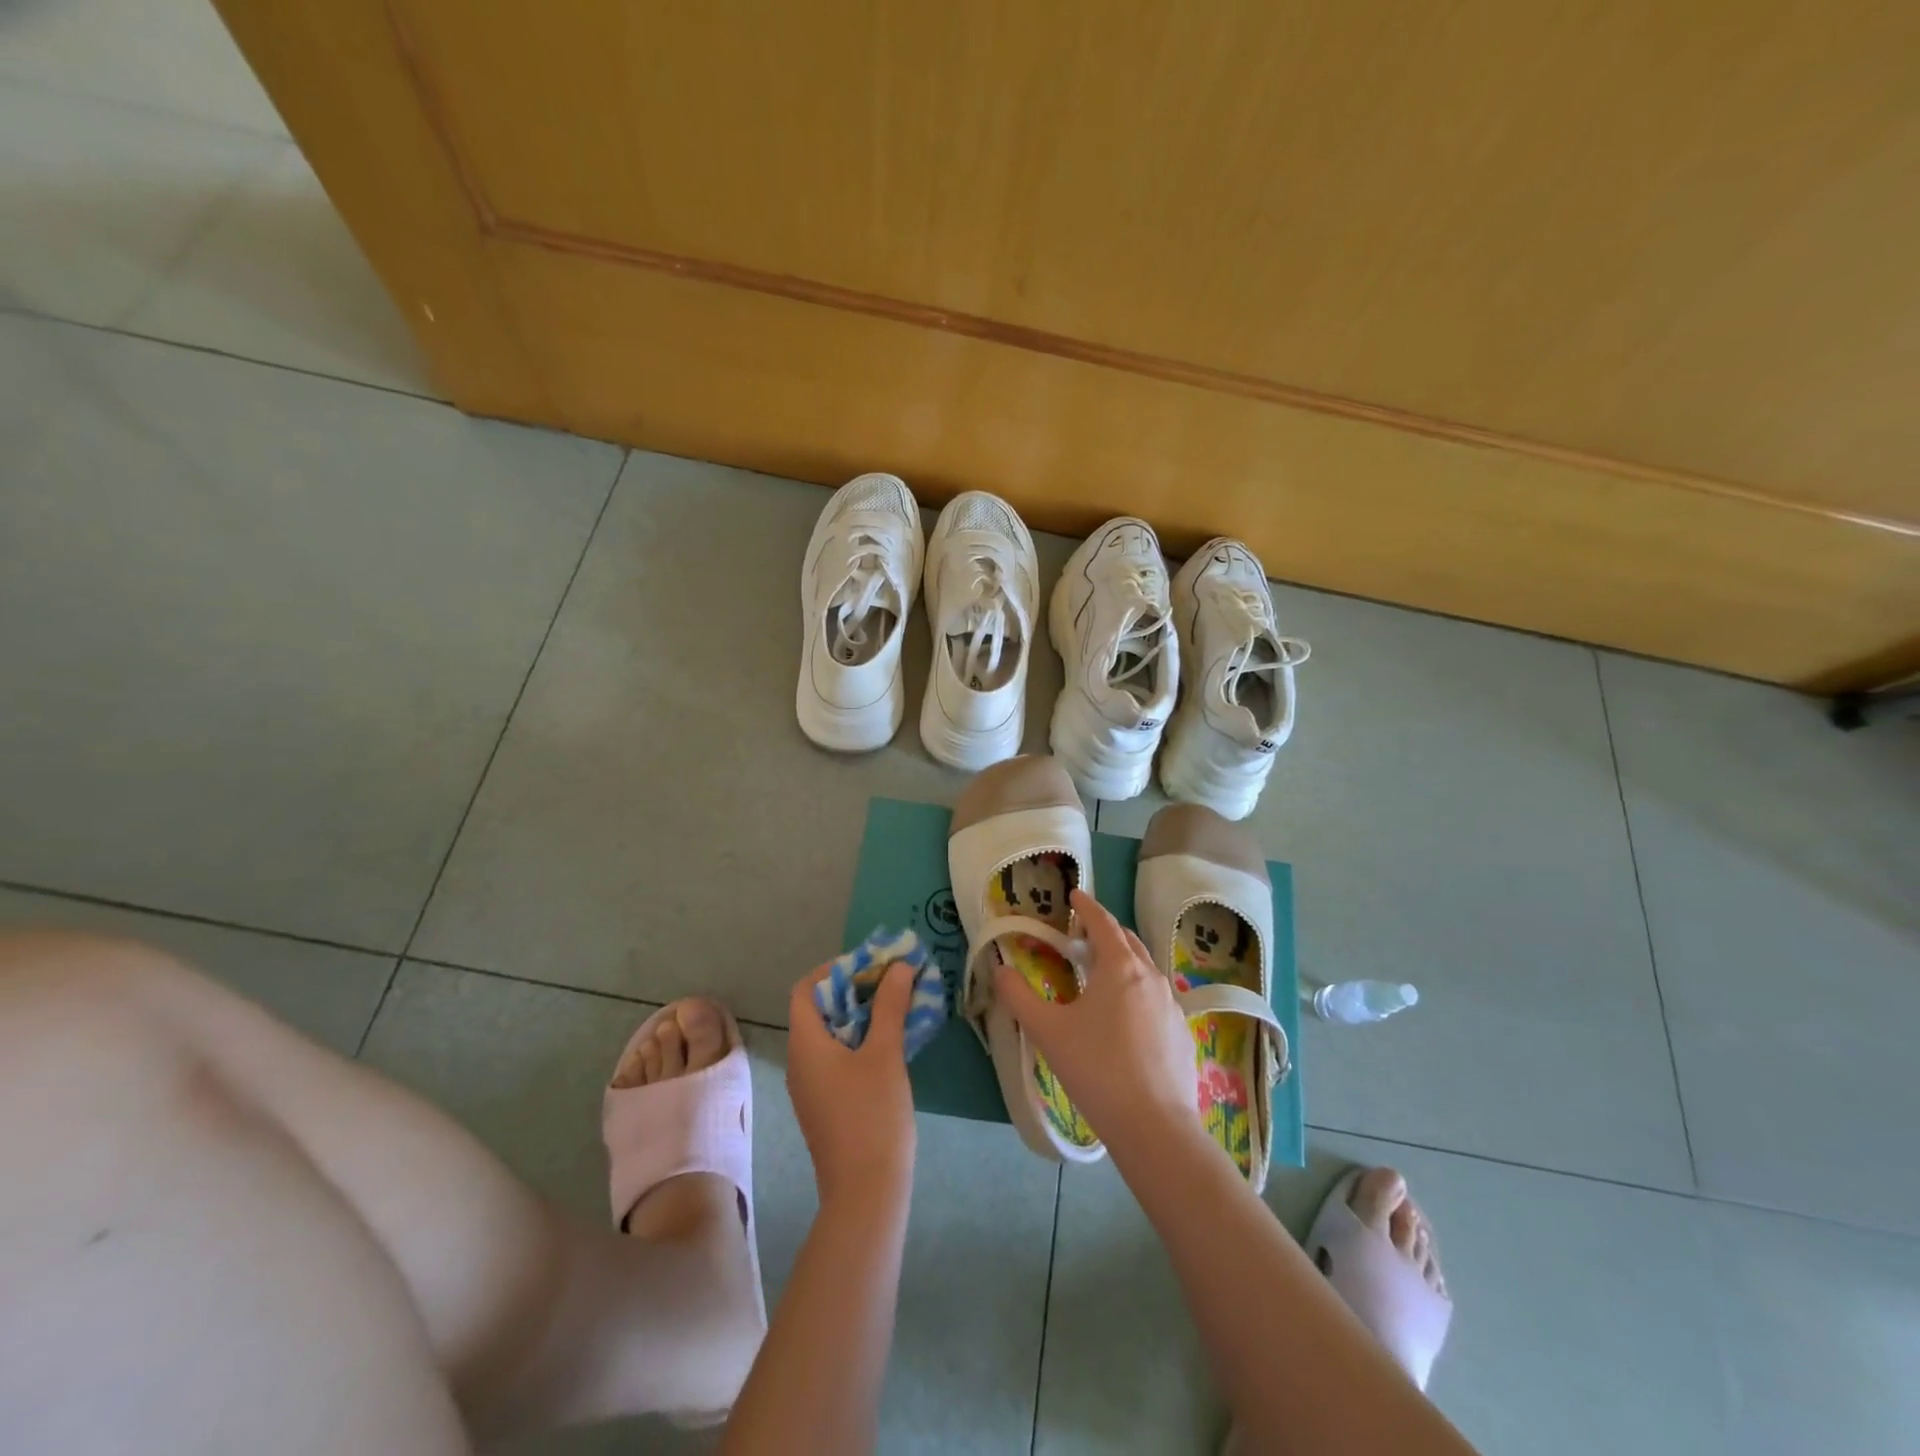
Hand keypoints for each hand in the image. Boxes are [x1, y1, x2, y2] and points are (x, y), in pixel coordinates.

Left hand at [786, 962, 918, 1208]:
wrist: (865, 1191)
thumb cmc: (872, 1115)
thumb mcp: (885, 1053)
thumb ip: (890, 1006)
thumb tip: (899, 967)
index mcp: (805, 1044)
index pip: (806, 989)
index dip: (834, 970)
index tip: (869, 966)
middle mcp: (799, 1061)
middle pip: (818, 1010)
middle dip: (854, 990)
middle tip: (891, 982)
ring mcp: (810, 1086)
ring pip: (829, 1035)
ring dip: (859, 1015)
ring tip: (896, 1007)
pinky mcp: (825, 1105)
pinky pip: (835, 1058)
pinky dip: (858, 1040)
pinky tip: (889, 1044)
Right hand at [993, 889, 1197, 1148]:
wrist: (1154, 1126)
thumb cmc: (1096, 1069)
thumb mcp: (1047, 1031)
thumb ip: (1019, 996)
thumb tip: (1000, 970)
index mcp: (1120, 967)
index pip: (1103, 923)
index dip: (1087, 907)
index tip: (1075, 894)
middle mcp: (1151, 977)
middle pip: (1128, 941)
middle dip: (1105, 932)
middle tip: (1082, 936)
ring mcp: (1172, 1006)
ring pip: (1145, 970)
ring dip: (1123, 962)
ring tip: (1102, 975)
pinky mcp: (1182, 1034)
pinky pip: (1156, 999)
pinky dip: (1138, 992)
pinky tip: (1125, 1019)